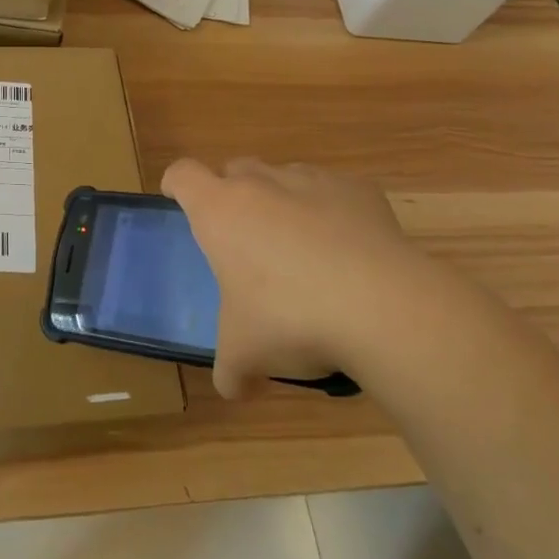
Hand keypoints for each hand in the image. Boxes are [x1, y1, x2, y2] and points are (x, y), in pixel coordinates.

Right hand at [162, 158, 459, 398]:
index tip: (179, 203)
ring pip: (283, 175)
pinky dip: (332, 211)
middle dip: (233, 195)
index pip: (182, 175)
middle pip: (234, 169)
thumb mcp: (247, 353)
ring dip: (281, 200)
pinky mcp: (359, 190)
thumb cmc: (290, 319)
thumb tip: (233, 389)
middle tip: (244, 240)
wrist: (382, 307)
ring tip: (299, 247)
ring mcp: (312, 181)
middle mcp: (261, 184)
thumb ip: (231, 369)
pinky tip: (346, 250)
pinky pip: (334, 190)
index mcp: (219, 211)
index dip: (176, 186)